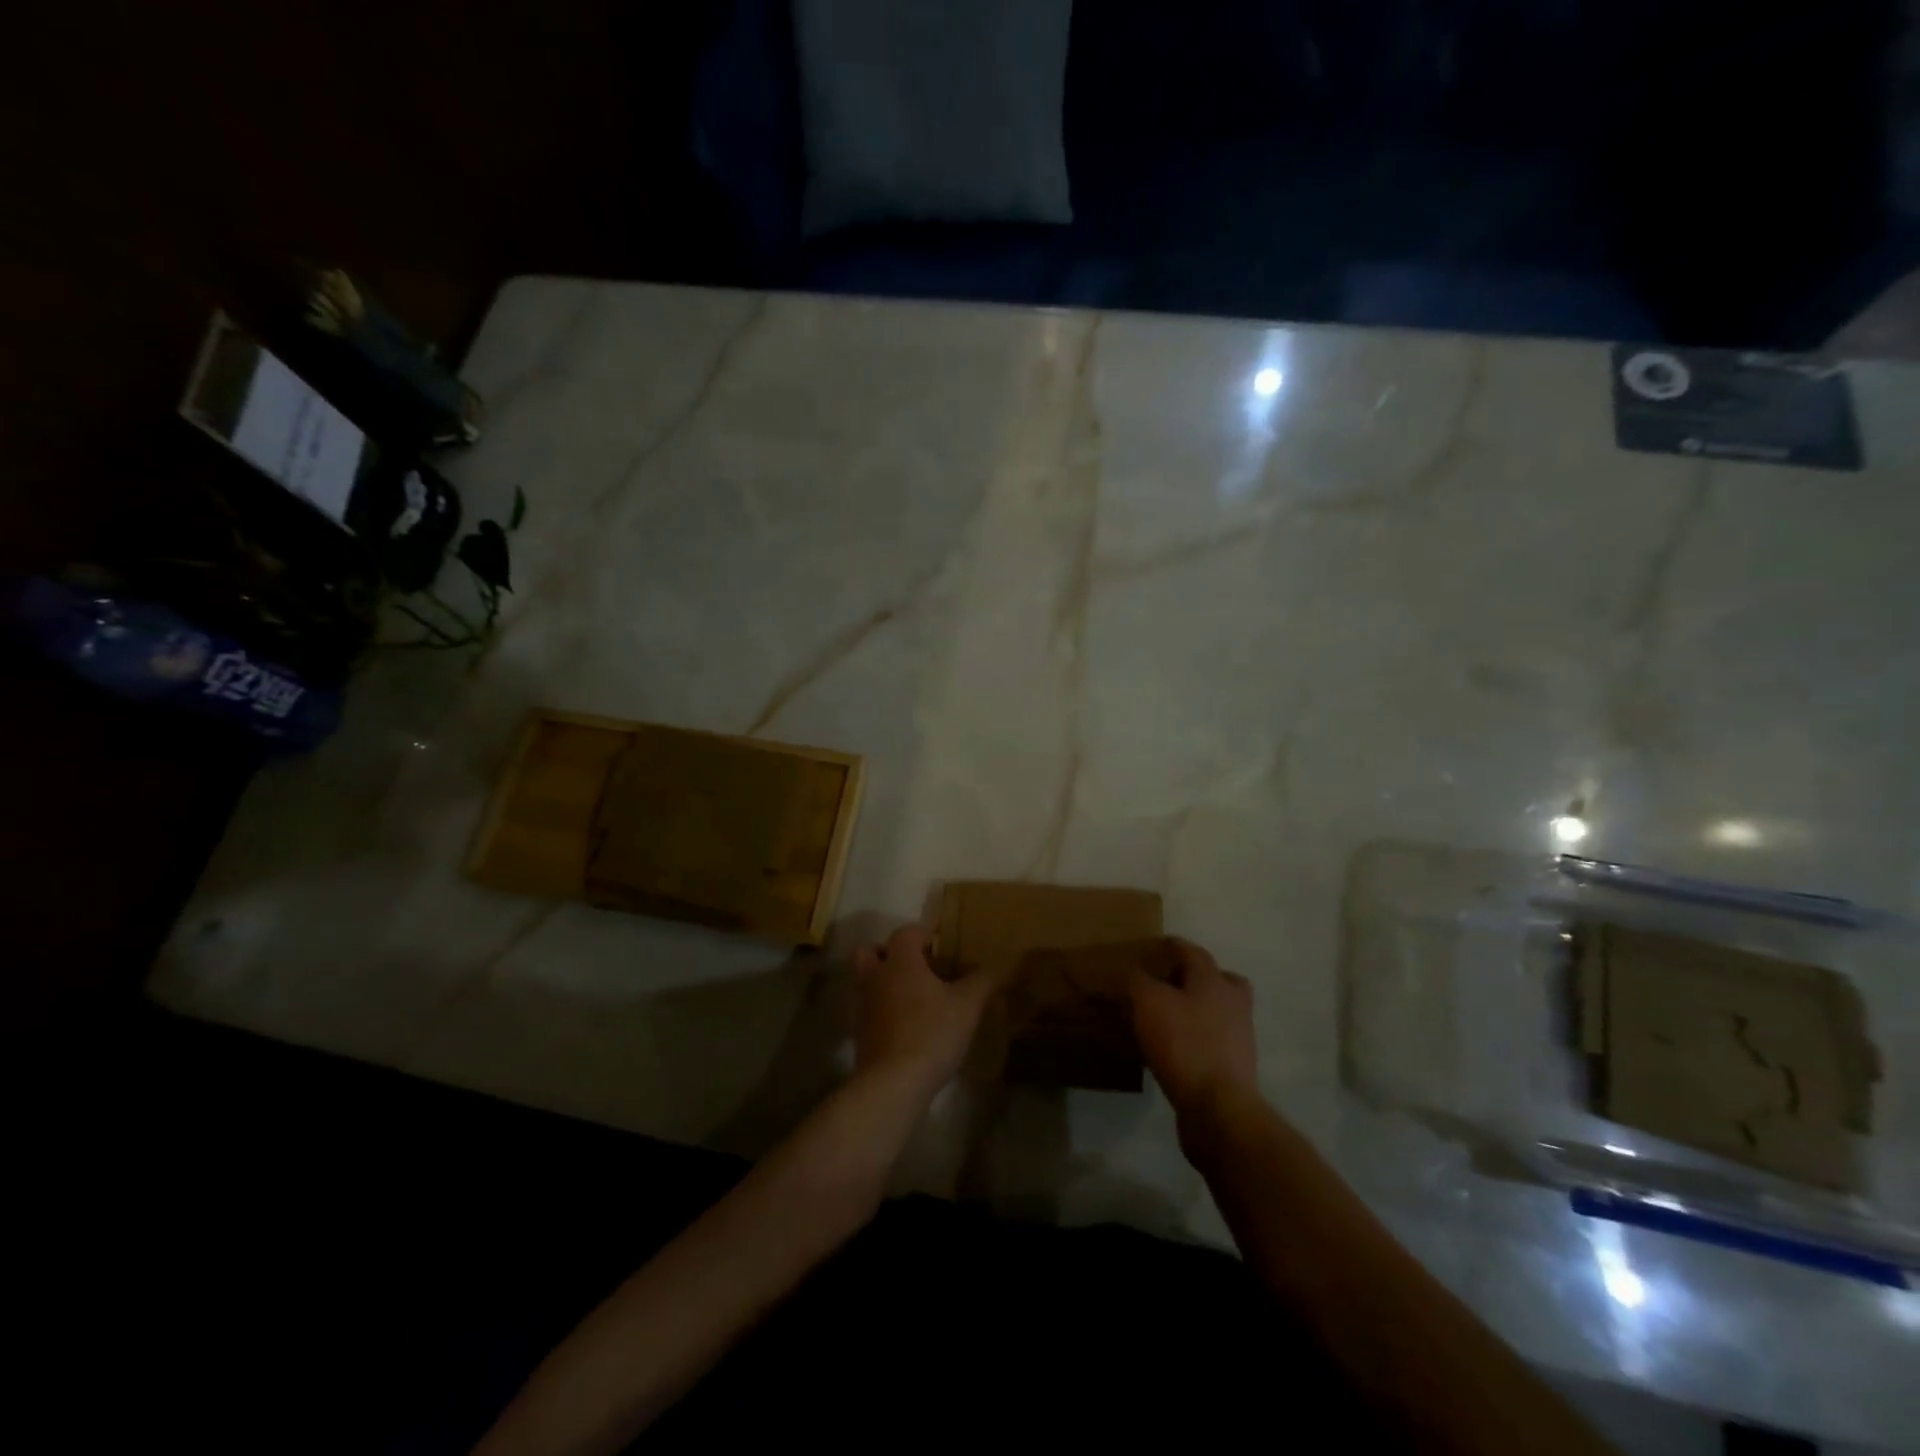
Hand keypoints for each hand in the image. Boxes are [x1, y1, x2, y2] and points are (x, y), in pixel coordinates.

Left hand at [850, 925, 998, 1094]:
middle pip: (871, 951)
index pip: (906, 932)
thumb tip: (994, 965)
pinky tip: (907, 1024)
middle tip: (917, 965)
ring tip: (914, 995)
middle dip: (890, 952)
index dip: (924, 932)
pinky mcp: (860, 1034)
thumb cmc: (932, 1032)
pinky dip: (883, 1009)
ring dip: (885, 981)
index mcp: (901, 962)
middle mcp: (876, 977)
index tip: (944, 942)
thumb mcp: (967, 1005)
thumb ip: (982, 980)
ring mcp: (863, 1006)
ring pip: (867, 980)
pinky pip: (869, 1009)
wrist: (893, 1083)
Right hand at [1131, 939, 1259, 1120]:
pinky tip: (1171, 1048)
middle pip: (1216, 979)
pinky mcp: (1233, 1067)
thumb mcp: (1148, 1002)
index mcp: (1214, 980)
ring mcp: (1238, 1036)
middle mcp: (1232, 1003)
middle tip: (1166, 981)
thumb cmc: (1184, 1044)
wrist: (1218, 1108)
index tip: (1155, 945)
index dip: (1172, 946)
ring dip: (1194, 1009)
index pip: (1193, 952)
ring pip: (1215, 1011)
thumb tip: (1134, 971)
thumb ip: (1138, 980)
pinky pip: (1211, 1040)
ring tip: (1164, 1017)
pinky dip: (1194, 1037)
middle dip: (1192, 977)